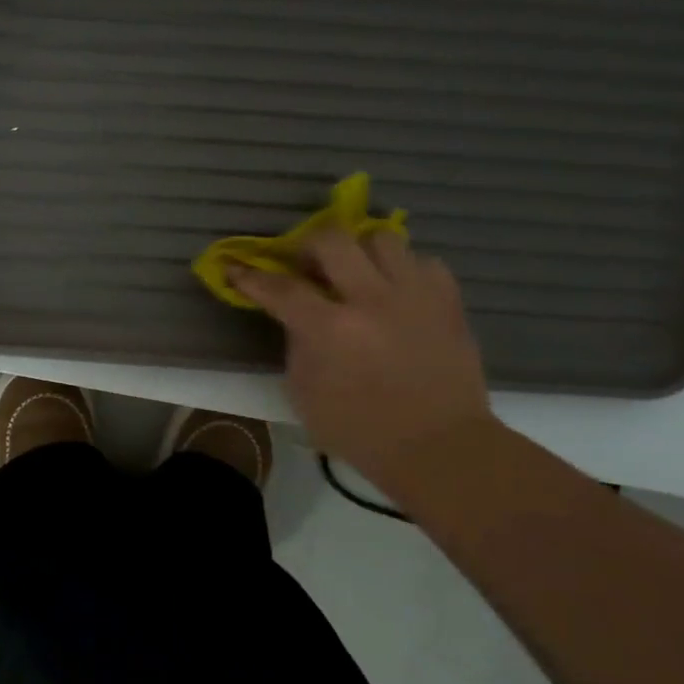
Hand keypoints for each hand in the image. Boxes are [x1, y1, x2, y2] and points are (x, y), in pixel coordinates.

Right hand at [230, 231, 492, 499]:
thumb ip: (297, 344)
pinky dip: (403, 270)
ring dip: (359, 251)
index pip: (280, 288)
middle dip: (308, 245)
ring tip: (356, 272)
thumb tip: (298, 316)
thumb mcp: (304, 392)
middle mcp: (371, 300)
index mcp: (330, 329)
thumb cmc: (358, 429)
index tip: (235, 268)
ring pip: (382, 237)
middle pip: (332, 239)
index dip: (251, 276)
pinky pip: (422, 261)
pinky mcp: (448, 300)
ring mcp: (414, 295)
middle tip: (305, 264)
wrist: (437, 446)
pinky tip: (395, 291)